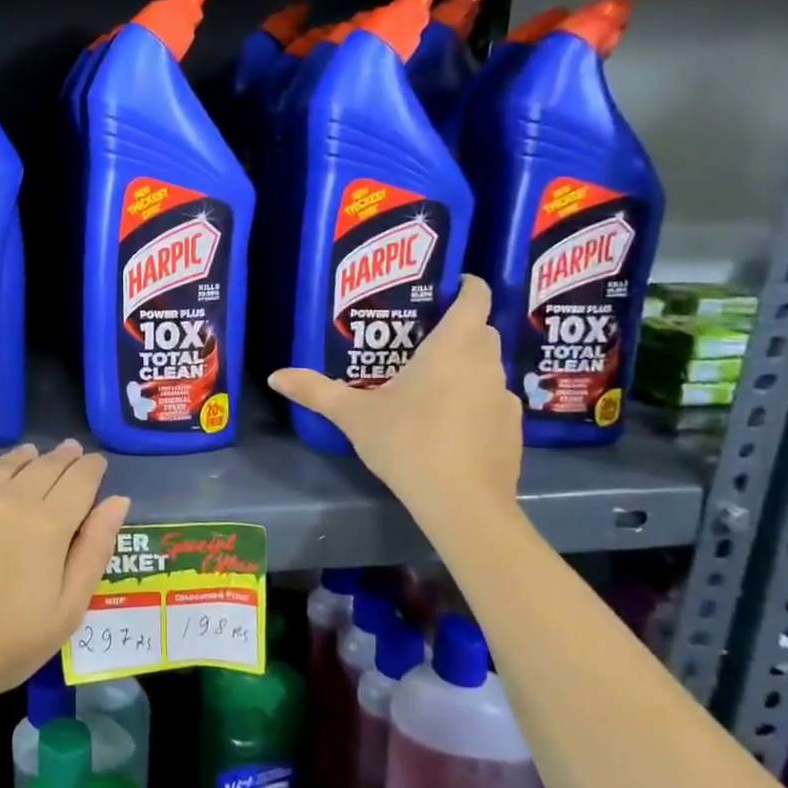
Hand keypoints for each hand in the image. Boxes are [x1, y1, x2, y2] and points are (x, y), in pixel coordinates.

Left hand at [0, 441, 130, 717]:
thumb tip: (118, 500)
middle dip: (63, 458)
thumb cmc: (6, 645)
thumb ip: (95, 549)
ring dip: (25, 458)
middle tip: (70, 452)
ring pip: (4, 463)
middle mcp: (8, 496)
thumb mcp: (68, 609)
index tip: (95, 464)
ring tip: (32, 456)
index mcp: (48, 523)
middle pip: (44, 464)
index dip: (91, 468)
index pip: (80, 478)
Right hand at [268, 275, 521, 531]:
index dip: (467, 286)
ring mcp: (504, 398)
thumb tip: (276, 376)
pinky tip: (449, 424)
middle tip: (422, 337)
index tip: (451, 284)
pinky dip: (475, 400)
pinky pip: (493, 400)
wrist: (462, 503)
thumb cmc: (407, 442)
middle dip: (460, 327)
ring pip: (488, 367)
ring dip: (467, 366)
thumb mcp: (353, 415)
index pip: (475, 299)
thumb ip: (315, 391)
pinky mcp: (512, 429)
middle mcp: (485, 364)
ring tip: (432, 382)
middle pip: (482, 331)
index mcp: (452, 348)